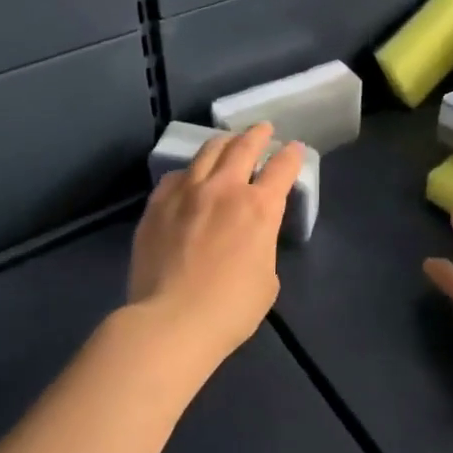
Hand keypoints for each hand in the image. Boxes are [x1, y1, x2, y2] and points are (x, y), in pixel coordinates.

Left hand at [129, 124, 303, 371]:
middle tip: (263, 129)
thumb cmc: (230, 309)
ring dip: (223, 142)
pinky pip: (176, 176)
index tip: (295, 149)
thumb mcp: (267, 279)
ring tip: (228, 141)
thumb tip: (250, 239)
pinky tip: (189, 177)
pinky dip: (190, 171)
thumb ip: (262, 246)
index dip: (292, 155)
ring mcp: (187, 193)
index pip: (283, 168)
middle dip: (258, 134)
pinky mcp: (157, 206)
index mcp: (260, 207)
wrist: (170, 322)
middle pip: (244, 147)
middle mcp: (225, 189)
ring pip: (207, 152)